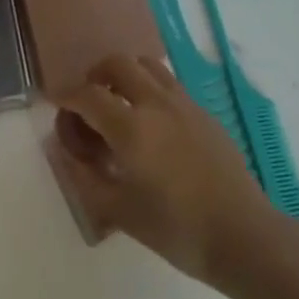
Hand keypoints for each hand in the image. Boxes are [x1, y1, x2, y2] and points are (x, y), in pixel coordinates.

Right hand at [56, 54, 276, 281]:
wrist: (242, 234)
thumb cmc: (177, 230)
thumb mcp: (121, 213)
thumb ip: (88, 179)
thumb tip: (68, 153)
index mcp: (131, 128)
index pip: (88, 96)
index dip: (67, 96)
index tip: (55, 102)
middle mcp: (155, 102)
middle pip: (118, 63)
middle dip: (96, 74)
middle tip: (89, 99)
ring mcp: (182, 102)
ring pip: (146, 64)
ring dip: (126, 74)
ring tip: (119, 101)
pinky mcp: (202, 110)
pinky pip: (168, 82)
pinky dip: (149, 87)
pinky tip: (152, 121)